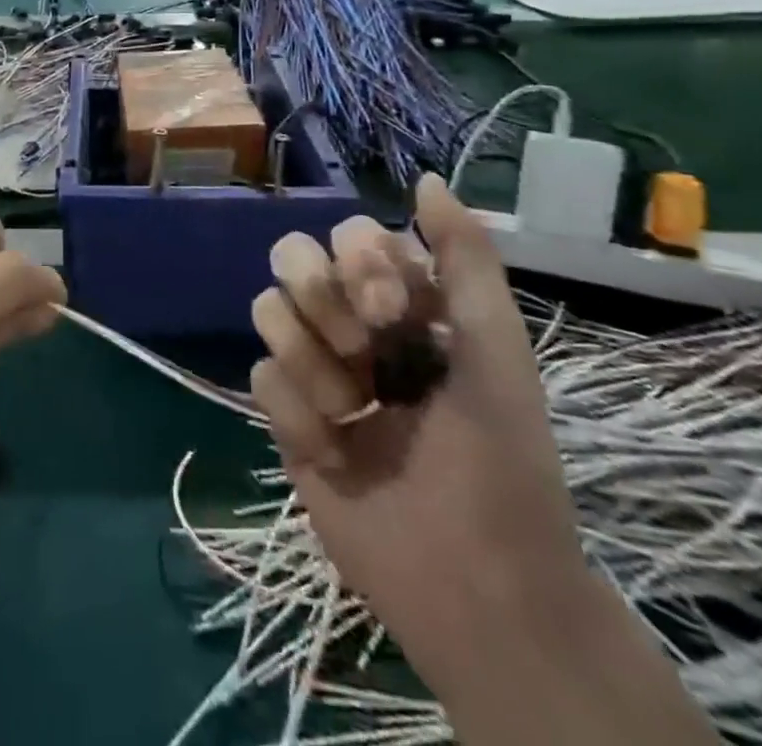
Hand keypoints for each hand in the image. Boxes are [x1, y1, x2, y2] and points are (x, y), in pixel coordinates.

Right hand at [249, 175, 588, 690]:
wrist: (476, 584)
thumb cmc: (501, 461)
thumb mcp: (496, 350)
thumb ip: (465, 259)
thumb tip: (427, 178)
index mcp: (402, 304)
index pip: (350, 236)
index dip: (361, 262)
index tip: (397, 311)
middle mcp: (351, 325)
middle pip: (291, 258)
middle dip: (321, 299)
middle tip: (364, 354)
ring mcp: (314, 368)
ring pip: (266, 309)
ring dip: (311, 362)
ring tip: (351, 413)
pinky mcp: (284, 415)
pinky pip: (260, 375)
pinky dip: (298, 413)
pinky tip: (337, 453)